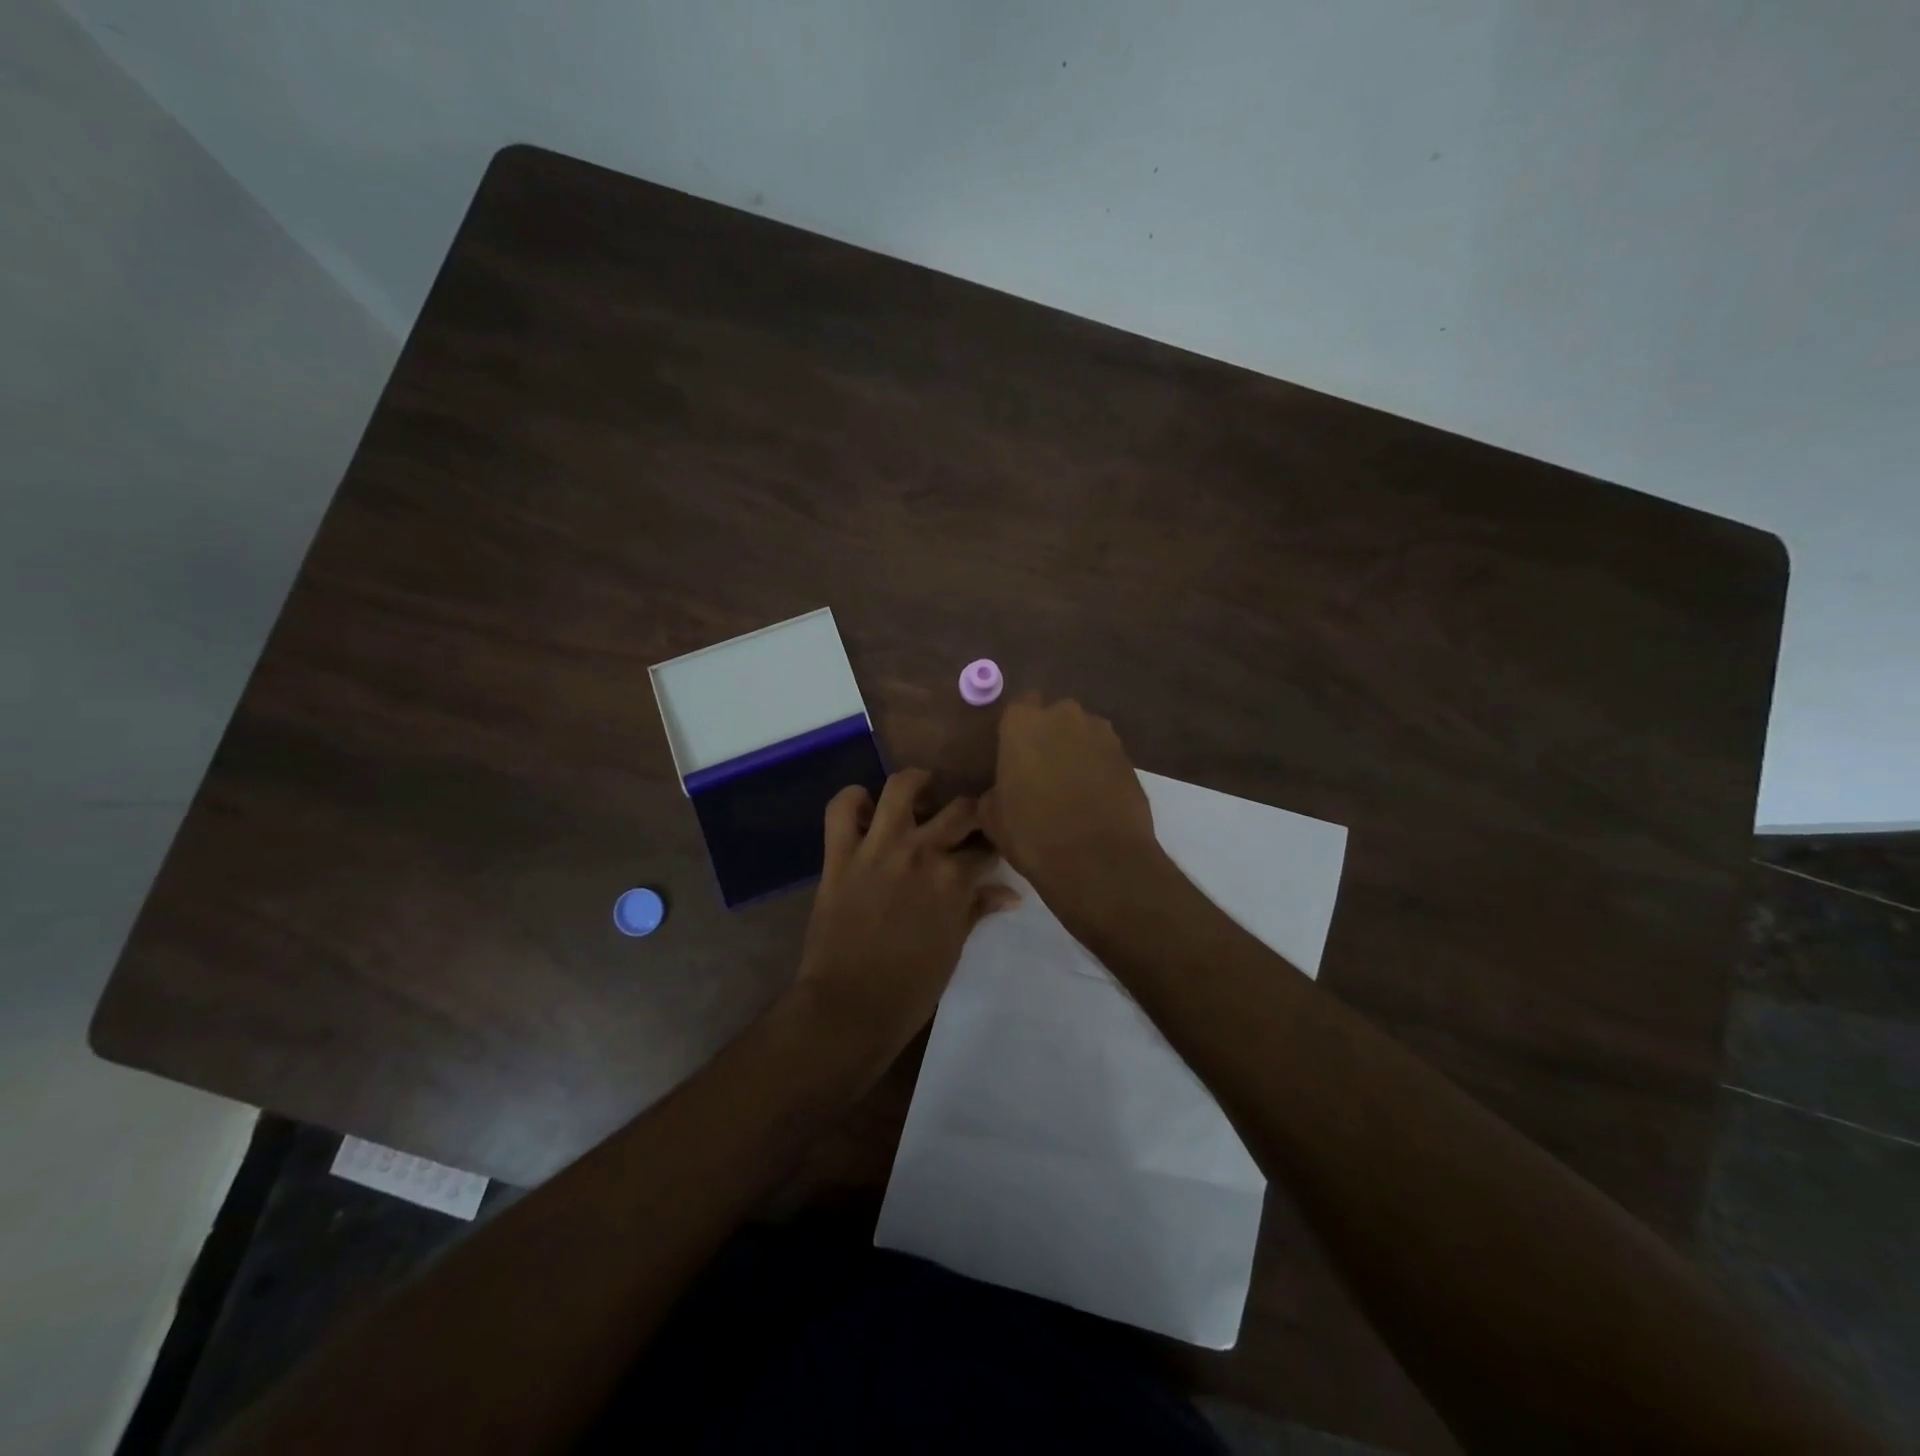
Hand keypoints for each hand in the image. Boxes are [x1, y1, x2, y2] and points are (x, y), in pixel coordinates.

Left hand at [795, 769, 1018, 1070]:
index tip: (992, 847)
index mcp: (954, 878)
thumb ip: (978, 909)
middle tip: (963, 822)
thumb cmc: (911, 986)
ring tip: (921, 792)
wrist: (850, 1007)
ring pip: (901, 787)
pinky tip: (866, 808)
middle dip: (970, 811)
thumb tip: (1010, 894)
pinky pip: (842, 808)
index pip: (986, 846)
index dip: (993, 845)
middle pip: (959, 809)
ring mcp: (878, 848)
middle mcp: (921, 851)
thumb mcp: (954, 947)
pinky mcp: (840, 854)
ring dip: (917, 784)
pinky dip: (853, 799)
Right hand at [979, 694, 1163, 924]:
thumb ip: (994, 791)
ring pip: (1084, 733)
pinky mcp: (1129, 758)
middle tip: (1042, 769)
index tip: (1014, 752)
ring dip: (1077, 751)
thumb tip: (1001, 791)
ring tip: (1071, 786)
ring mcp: (1102, 734)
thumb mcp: (993, 817)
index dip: (1017, 729)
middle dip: (1050, 735)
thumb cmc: (1032, 833)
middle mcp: (1065, 716)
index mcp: (1023, 722)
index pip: (1019, 706)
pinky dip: (1100, 769)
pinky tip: (1094, 798)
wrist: (1097, 860)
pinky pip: (1106, 756)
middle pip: (1055, 716)